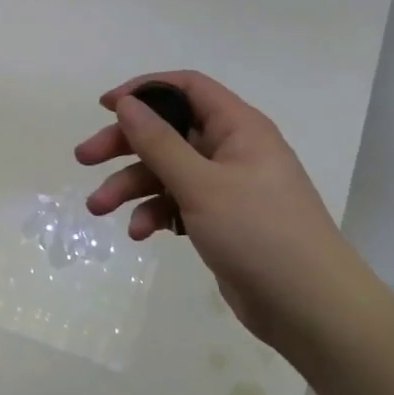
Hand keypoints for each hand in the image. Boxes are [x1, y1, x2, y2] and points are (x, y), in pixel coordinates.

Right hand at [75, 71, 369, 360]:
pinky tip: (141, 233)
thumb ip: (160, 143)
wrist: (309, 306)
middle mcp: (232, 150)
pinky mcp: (221, 221)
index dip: (144, 90)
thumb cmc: (259, 232)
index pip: (187, 88)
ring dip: (132, 186)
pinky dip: (156, 213)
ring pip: (168, 172)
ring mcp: (227, 188)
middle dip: (125, 145)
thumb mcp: (202, 184)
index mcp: (238, 127)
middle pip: (169, 132)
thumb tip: (128, 103)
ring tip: (98, 209)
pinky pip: (179, 204)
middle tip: (84, 159)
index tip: (105, 106)